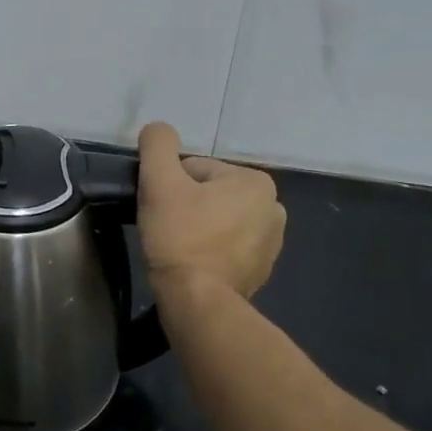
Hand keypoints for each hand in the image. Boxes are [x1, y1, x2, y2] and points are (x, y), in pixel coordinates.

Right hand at [137, 122, 285, 299]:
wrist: (198, 301)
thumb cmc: (180, 236)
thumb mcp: (159, 181)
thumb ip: (157, 144)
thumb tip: (159, 129)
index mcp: (255, 182)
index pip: (195, 170)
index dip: (169, 185)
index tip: (160, 207)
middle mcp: (273, 207)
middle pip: (208, 193)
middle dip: (184, 205)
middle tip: (165, 227)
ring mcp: (271, 242)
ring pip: (216, 219)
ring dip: (195, 227)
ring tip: (175, 247)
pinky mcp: (261, 270)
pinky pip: (225, 246)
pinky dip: (207, 250)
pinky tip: (190, 263)